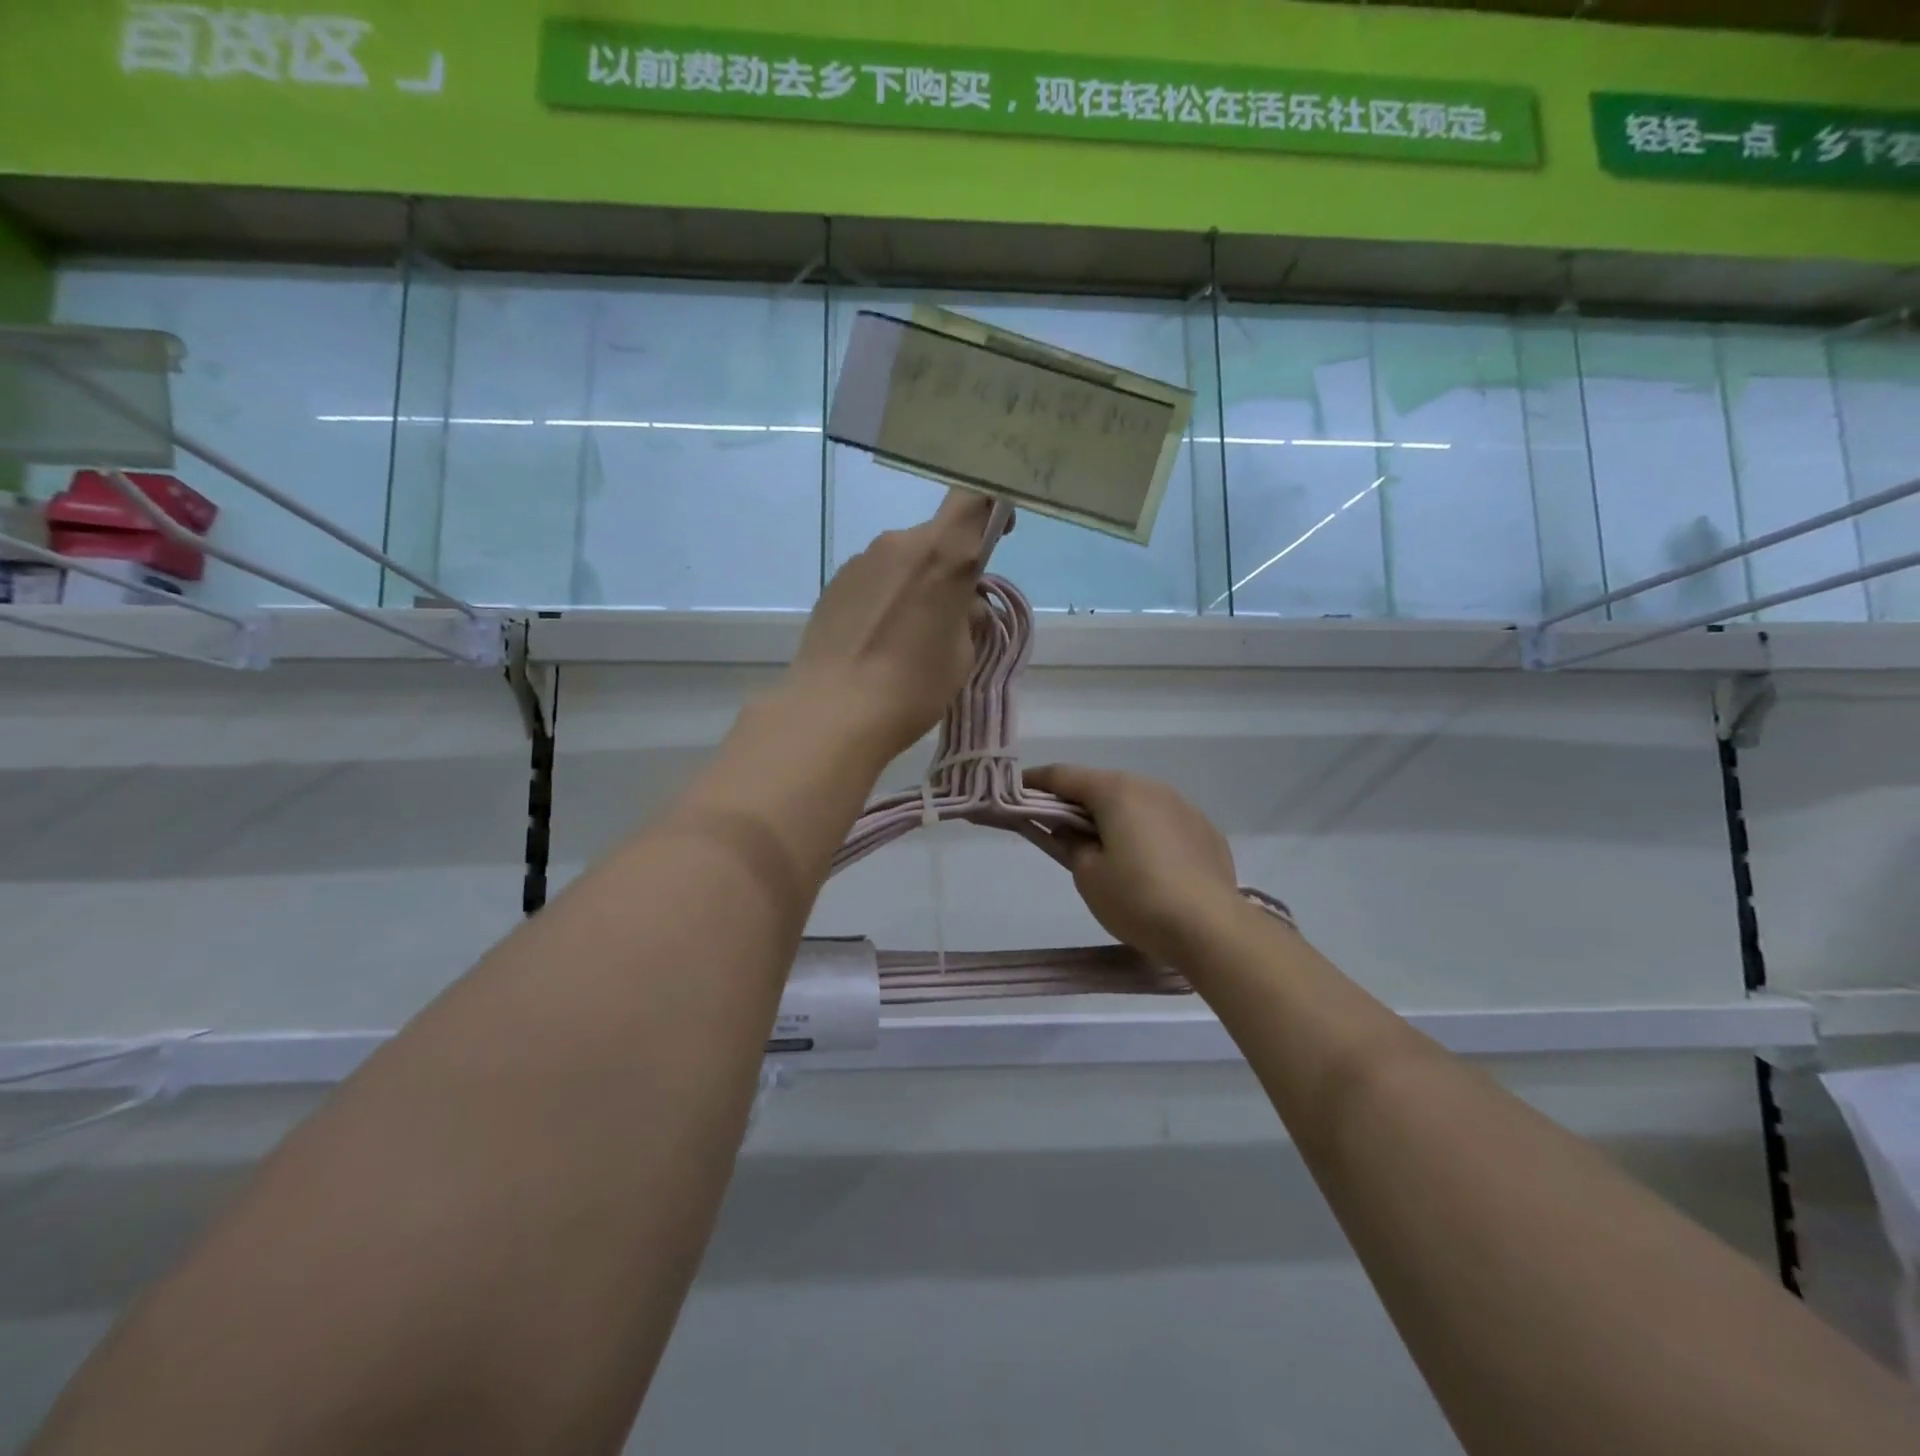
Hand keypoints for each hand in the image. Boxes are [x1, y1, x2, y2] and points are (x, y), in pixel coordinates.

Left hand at [782, 489, 1000, 762]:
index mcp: (942, 555)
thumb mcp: (961, 656)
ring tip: (908, 634)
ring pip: (903, 559)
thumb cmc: (913, 687)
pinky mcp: (835, 583)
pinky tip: (878, 639)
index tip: (997, 536)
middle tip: (950, 613)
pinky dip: (886, 597)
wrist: (833, 712)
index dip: (992, 507)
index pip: (974, 498)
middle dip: (949, 566)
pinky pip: (875, 578)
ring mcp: (861, 560)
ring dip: (915, 583)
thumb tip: (963, 605)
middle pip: (936, 537)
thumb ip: (967, 617)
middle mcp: (899, 544)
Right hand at [1023, 764, 1247, 967]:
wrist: (1212, 928)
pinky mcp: (1206, 832)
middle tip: (1057, 826)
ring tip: (1104, 847)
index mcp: (1116, 792)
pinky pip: (1164, 822)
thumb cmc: (1138, 899)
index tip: (1016, 791)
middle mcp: (1151, 787)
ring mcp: (1184, 807)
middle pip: (1103, 786)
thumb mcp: (1088, 876)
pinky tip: (1147, 862)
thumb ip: (1071, 844)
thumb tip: (1070, 830)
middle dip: (1077, 802)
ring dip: (1115, 816)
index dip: (1036, 782)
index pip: (1064, 776)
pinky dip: (1146, 832)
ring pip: (1137, 803)